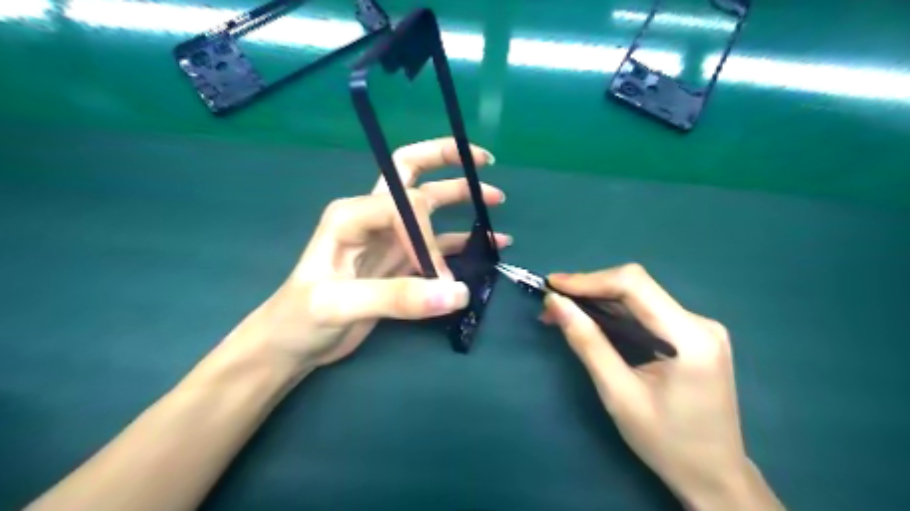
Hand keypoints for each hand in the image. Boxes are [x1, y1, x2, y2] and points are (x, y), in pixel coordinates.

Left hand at [225, 140, 511, 369]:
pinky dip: (464, 240)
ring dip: (462, 197)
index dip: (427, 237)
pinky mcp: (400, 261)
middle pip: (411, 172)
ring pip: (430, 206)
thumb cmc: (301, 318)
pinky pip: (438, 243)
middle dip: (446, 159)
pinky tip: (491, 243)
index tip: (437, 275)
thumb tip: (457, 293)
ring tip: (497, 199)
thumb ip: (397, 298)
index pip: (406, 206)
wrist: (292, 344)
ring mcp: (389, 239)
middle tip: (483, 159)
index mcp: (352, 214)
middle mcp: (373, 217)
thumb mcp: (339, 305)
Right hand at [539, 265, 782, 508]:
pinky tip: (591, 321)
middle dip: (590, 290)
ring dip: (599, 300)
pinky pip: (647, 312)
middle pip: (636, 286)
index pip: (634, 285)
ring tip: (563, 311)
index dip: (589, 279)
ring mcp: (700, 328)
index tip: (552, 285)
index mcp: (690, 337)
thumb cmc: (666, 443)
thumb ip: (587, 343)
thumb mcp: (618, 394)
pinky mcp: (693, 335)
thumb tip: (556, 303)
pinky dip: (615, 313)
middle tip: (552, 302)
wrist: (714, 476)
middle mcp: (700, 322)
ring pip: (639, 297)